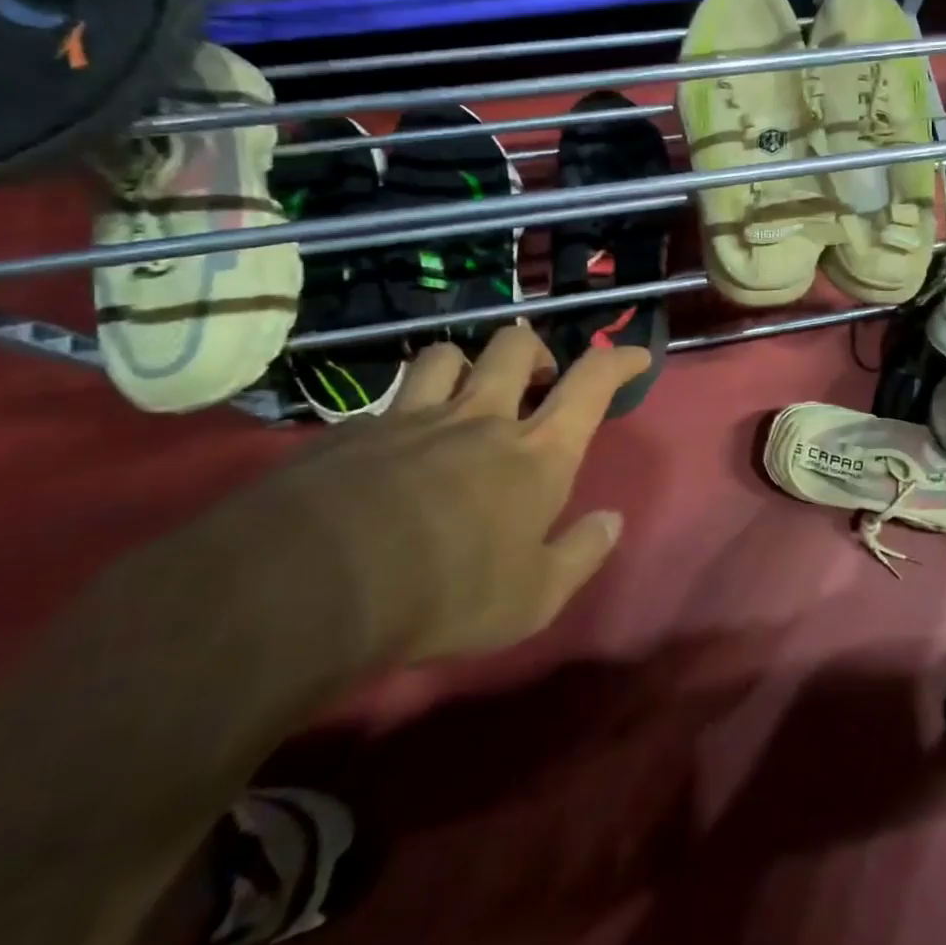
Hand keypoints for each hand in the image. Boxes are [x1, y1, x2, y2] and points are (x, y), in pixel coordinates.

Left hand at [222, 325, 650, 663]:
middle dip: (535, 350)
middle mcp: (480, 419)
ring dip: (464, 366)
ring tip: (464, 396)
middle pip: (515, 345)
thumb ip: (581, 555)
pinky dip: (401, 416)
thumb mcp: (533, 599)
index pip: (592, 383)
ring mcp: (413, 418)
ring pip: (446, 355)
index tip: (635, 355)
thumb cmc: (446, 594)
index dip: (619, 359)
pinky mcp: (353, 431)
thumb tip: (612, 520)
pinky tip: (389, 452)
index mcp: (536, 453)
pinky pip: (386, 404)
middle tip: (536, 380)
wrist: (310, 586)